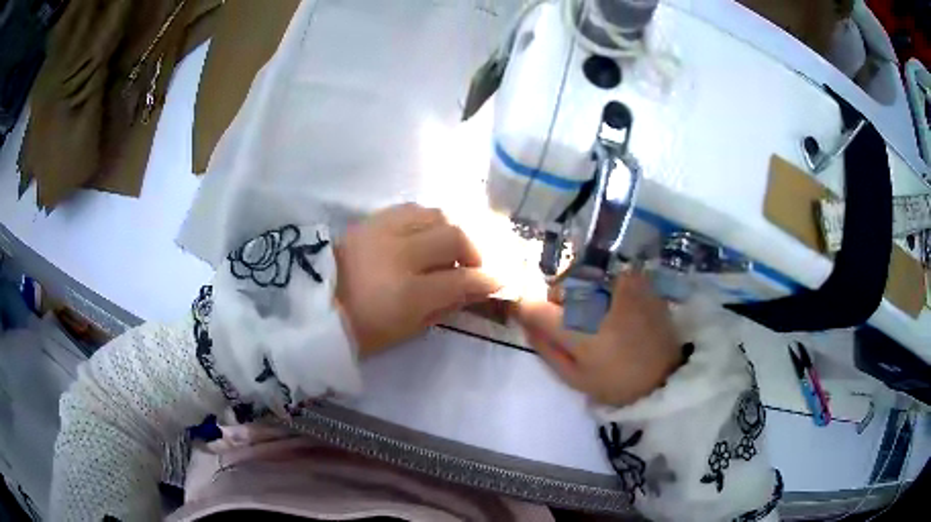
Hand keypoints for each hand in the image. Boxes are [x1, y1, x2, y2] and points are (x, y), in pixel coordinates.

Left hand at [335, 204, 501, 357]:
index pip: (462, 279)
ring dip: (451, 231)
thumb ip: (444, 307)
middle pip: (454, 237)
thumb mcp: (407, 330)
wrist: (313, 307)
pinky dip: (427, 220)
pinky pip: (410, 209)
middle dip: (474, 251)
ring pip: (435, 215)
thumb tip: (473, 290)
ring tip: (449, 248)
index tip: (500, 281)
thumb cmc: (360, 330)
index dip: (487, 280)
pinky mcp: (370, 220)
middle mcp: (399, 254)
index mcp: (408, 293)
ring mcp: (383, 232)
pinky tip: (426, 234)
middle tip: (473, 265)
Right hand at [517, 272, 682, 406]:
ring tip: (595, 318)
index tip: (526, 319)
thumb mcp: (574, 377)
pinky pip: (605, 275)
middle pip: (557, 287)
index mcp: (578, 328)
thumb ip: (545, 348)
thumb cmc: (618, 383)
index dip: (524, 311)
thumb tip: (525, 323)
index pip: (534, 306)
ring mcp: (619, 283)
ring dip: (579, 295)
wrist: (668, 373)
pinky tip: (613, 308)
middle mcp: (596, 297)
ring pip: (580, 277)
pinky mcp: (636, 279)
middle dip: (556, 304)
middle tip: (570, 327)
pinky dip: (601, 288)